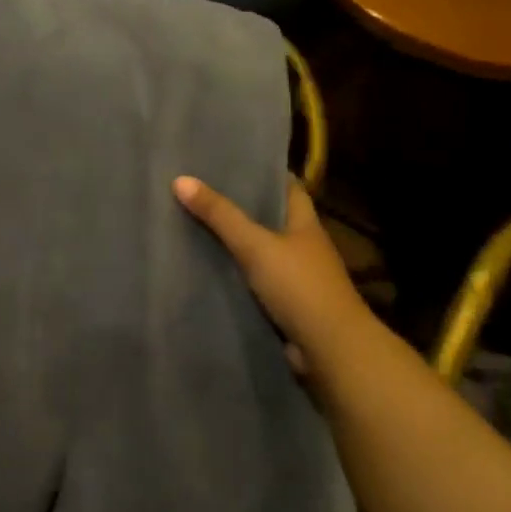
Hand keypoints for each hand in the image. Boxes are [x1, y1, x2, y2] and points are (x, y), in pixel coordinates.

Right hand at [173, 175, 364, 379]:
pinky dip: (237, 276)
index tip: (233, 162)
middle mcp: (304, 246)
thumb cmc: (299, 286)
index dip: (264, 172)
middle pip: (271, 218)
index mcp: (305, 223)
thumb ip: (220, 215)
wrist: (330, 349)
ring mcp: (297, 278)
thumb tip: (180, 179)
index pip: (288, 187)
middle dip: (242, 207)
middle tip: (201, 192)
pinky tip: (209, 270)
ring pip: (262, 252)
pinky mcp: (287, 305)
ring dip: (237, 244)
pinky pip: (256, 282)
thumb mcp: (255, 245)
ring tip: (195, 227)